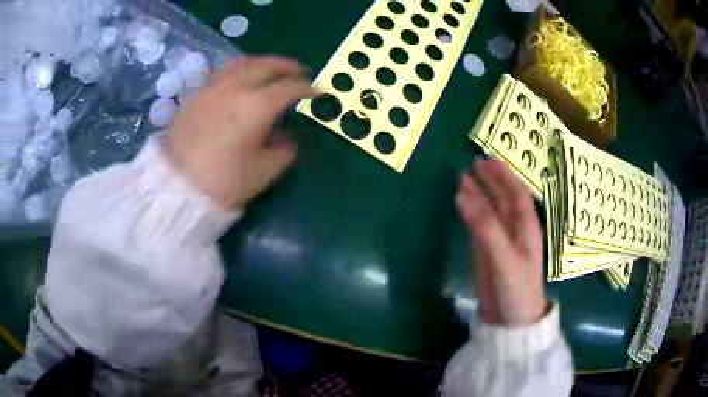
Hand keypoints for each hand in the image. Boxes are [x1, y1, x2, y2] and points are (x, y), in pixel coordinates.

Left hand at [166, 56, 314, 208]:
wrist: (176, 186)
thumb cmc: (223, 181)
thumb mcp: (263, 172)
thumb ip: (283, 151)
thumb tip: (287, 138)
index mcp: (257, 106)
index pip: (290, 88)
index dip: (306, 88)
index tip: (316, 92)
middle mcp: (236, 88)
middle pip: (267, 65)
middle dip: (287, 66)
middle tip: (299, 71)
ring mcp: (213, 88)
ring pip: (242, 63)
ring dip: (262, 62)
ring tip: (270, 69)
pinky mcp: (195, 95)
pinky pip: (222, 73)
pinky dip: (239, 70)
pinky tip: (239, 80)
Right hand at [455, 160, 546, 325]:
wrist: (510, 322)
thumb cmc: (515, 288)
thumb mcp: (504, 257)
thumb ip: (486, 226)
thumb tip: (463, 193)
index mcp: (526, 228)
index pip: (517, 194)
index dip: (504, 176)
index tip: (487, 161)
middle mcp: (515, 231)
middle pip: (503, 200)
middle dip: (490, 182)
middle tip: (472, 165)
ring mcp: (501, 243)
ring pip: (490, 212)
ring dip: (478, 195)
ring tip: (463, 179)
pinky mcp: (487, 254)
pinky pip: (480, 228)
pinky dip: (471, 214)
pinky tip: (463, 206)